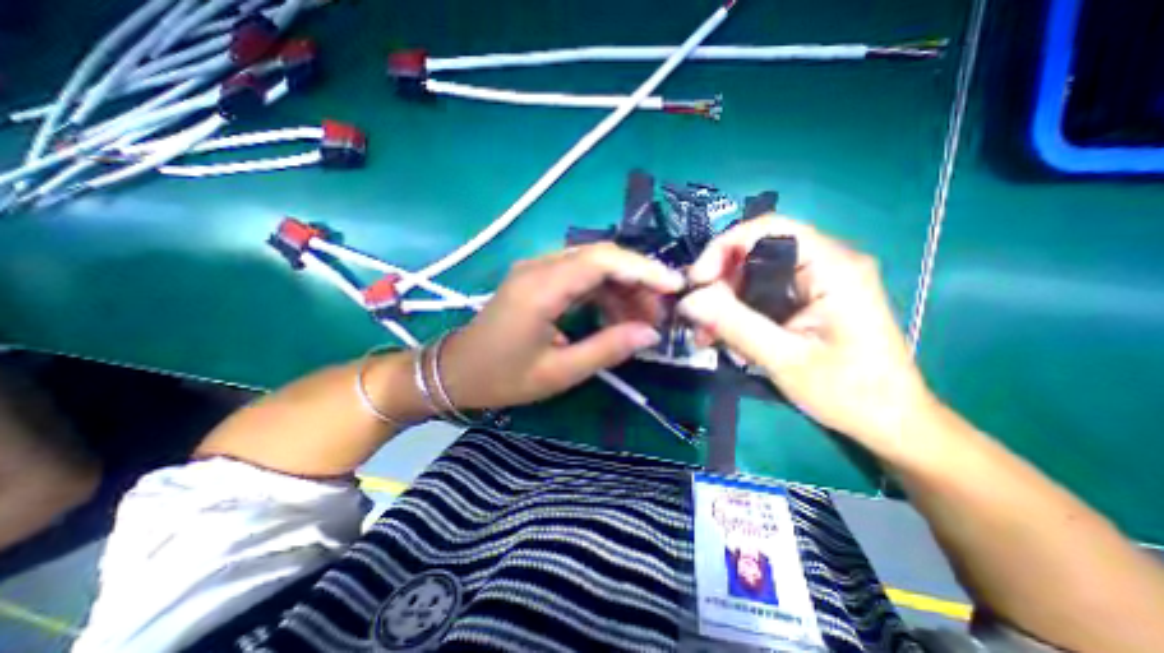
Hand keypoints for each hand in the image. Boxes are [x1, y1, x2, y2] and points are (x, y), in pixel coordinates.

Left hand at [442, 242, 683, 410]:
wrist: (456, 371)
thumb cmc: (502, 377)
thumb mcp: (559, 372)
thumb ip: (607, 349)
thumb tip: (651, 334)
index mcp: (540, 288)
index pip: (602, 260)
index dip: (643, 269)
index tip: (674, 287)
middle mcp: (539, 267)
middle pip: (601, 256)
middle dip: (637, 280)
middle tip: (660, 313)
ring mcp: (537, 270)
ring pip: (593, 265)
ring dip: (623, 287)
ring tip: (643, 319)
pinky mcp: (538, 278)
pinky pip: (580, 276)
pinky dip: (604, 293)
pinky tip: (617, 315)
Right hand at [683, 216, 934, 456]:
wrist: (889, 422)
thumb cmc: (849, 393)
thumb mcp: (785, 359)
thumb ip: (735, 325)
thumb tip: (689, 300)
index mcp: (832, 266)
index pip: (767, 229)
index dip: (723, 248)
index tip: (696, 282)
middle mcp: (825, 263)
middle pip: (754, 253)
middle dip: (718, 283)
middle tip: (696, 317)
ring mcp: (815, 282)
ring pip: (752, 276)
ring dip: (722, 303)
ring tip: (705, 336)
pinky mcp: (805, 300)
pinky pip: (759, 295)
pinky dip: (736, 314)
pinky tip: (723, 338)